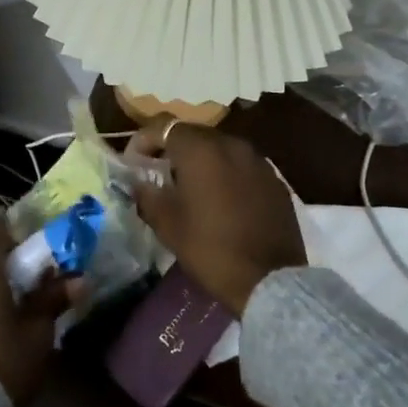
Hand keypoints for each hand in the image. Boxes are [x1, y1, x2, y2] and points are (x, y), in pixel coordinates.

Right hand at [129, 122, 305, 314]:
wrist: (270, 280)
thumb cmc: (210, 248)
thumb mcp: (168, 225)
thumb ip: (148, 195)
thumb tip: (139, 182)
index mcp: (201, 150)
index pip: (164, 126)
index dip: (143, 140)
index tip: (133, 162)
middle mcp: (231, 144)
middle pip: (193, 134)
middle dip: (172, 148)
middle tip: (158, 172)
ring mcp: (257, 160)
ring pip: (220, 148)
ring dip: (200, 160)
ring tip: (189, 186)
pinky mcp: (274, 179)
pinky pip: (241, 165)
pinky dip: (225, 173)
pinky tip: (221, 198)